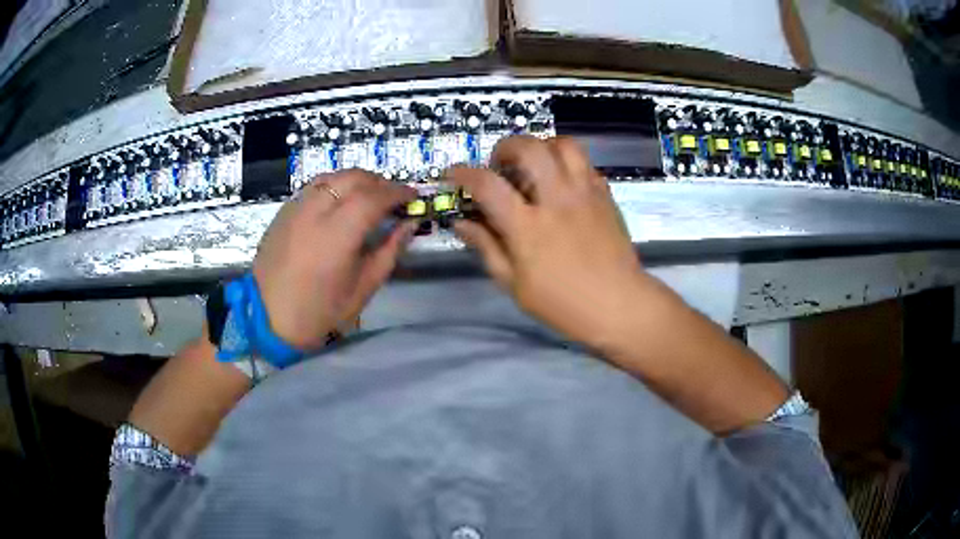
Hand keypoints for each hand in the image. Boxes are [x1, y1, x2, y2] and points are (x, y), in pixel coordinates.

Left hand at [253, 170, 416, 349]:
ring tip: (369, 196)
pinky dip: (335, 185)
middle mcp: (315, 212)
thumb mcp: (363, 288)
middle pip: (353, 178)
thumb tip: (409, 225)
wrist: (267, 317)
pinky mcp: (284, 211)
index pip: (373, 197)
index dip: (397, 192)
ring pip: (332, 176)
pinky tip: (341, 202)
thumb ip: (389, 251)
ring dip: (357, 180)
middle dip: (379, 182)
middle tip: (393, 197)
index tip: (413, 196)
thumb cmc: (319, 311)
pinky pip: (315, 186)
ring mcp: (296, 208)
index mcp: (337, 235)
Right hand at [449, 135, 646, 346]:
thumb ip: (486, 247)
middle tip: (500, 163)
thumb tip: (461, 223)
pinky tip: (561, 181)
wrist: (618, 304)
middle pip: (529, 148)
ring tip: (534, 163)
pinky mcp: (604, 195)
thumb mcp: (514, 283)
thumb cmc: (562, 303)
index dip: (463, 173)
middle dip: (506, 146)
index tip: (453, 174)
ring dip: (542, 146)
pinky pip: (585, 162)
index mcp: (527, 227)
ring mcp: (584, 193)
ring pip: (563, 145)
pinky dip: (566, 162)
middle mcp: (556, 199)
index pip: (487, 184)